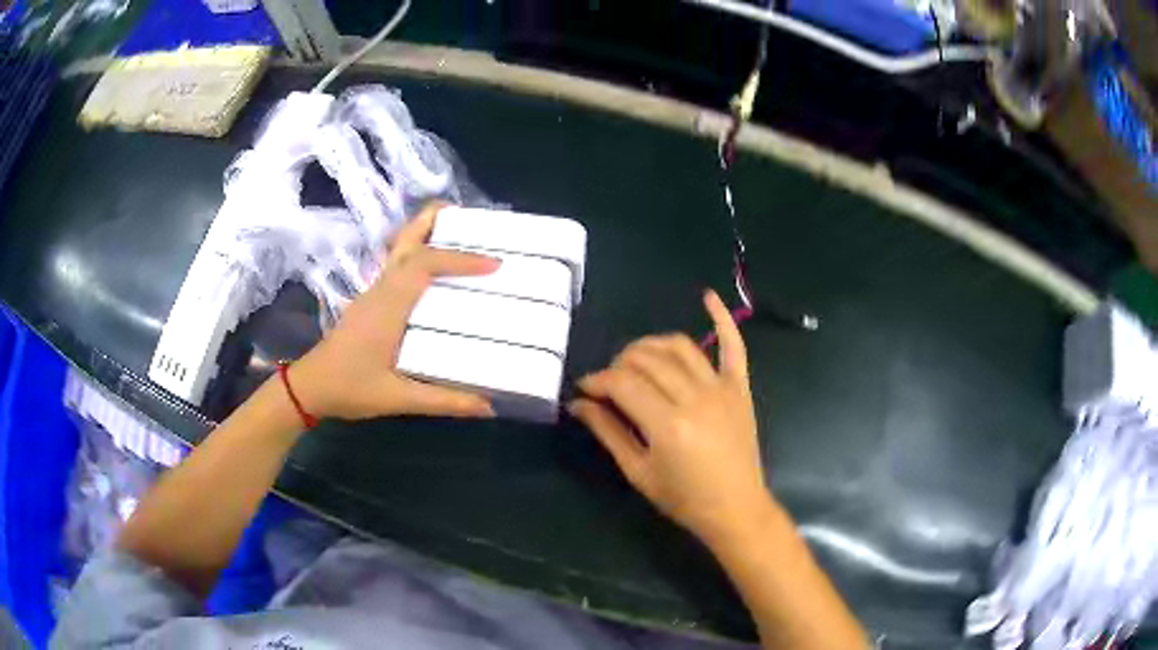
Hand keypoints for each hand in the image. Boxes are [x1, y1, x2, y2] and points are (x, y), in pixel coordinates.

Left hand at [291, 202, 498, 420]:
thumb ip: (443, 401)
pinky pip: (399, 264)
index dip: (460, 259)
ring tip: (461, 236)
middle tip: (471, 220)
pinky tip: (437, 272)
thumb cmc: (350, 388)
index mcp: (388, 305)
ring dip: (428, 234)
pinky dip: (421, 254)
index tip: (494, 263)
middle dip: (435, 220)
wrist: (310, 387)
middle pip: (406, 238)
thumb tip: (489, 405)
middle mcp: (381, 289)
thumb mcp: (398, 398)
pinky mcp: (371, 300)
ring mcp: (373, 291)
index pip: (425, 264)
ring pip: (401, 248)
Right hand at [569, 290, 772, 545]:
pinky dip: (722, 318)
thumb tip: (578, 403)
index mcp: (667, 424)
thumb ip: (608, 432)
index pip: (622, 383)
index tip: (584, 388)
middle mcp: (694, 397)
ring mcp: (721, 388)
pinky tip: (707, 296)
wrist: (735, 507)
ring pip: (679, 347)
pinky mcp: (740, 387)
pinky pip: (733, 346)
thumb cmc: (683, 498)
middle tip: (608, 380)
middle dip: (618, 363)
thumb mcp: (638, 472)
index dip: (597, 381)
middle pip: (647, 360)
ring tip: (635, 358)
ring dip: (650, 345)